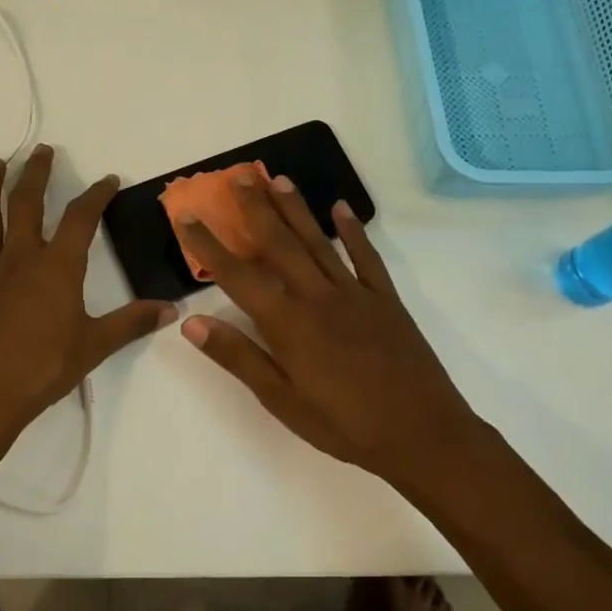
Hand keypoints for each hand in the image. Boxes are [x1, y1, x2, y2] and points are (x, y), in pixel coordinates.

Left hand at [0, 144, 175, 450]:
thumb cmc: (42, 370)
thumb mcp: (94, 346)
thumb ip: (132, 322)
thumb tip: (172, 309)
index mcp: (57, 268)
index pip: (80, 218)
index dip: (96, 195)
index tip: (108, 180)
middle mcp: (20, 257)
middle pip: (26, 203)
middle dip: (35, 173)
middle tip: (41, 151)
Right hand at [174, 170, 482, 482]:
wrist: (424, 434)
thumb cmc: (344, 424)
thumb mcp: (282, 400)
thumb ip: (238, 357)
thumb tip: (191, 323)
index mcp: (288, 323)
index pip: (238, 276)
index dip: (209, 245)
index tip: (187, 216)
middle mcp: (317, 296)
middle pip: (280, 244)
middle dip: (255, 208)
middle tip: (238, 176)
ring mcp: (355, 293)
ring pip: (318, 241)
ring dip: (296, 209)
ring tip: (277, 179)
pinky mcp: (385, 299)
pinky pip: (366, 257)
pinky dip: (353, 231)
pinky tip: (341, 208)